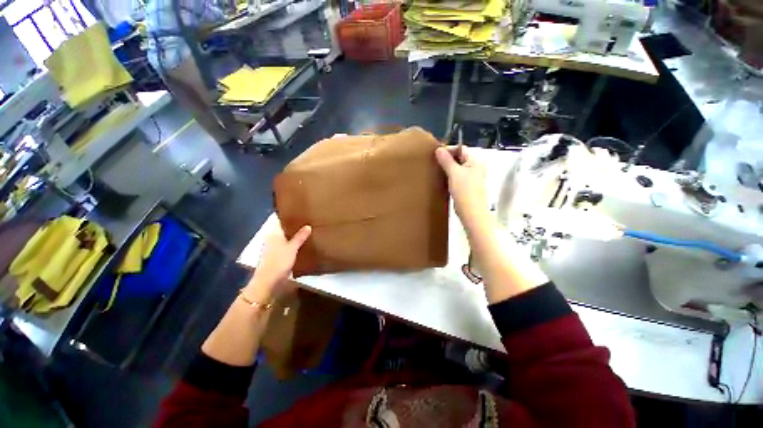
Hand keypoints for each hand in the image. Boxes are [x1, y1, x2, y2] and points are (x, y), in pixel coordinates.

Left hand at [245, 220, 311, 302]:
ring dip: (293, 235)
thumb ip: (300, 237)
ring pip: (285, 238)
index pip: (280, 221)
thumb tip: (308, 226)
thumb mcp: (291, 248)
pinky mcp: (277, 256)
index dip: (288, 216)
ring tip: (306, 231)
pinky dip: (293, 243)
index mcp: (273, 234)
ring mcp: (273, 248)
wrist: (268, 282)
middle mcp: (272, 239)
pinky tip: (301, 244)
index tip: (299, 212)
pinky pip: (286, 245)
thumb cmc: (278, 262)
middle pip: (283, 229)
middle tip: (307, 221)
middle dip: (293, 226)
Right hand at [435, 146, 488, 227]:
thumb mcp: (454, 173)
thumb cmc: (465, 191)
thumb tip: (438, 149)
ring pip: (458, 168)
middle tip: (434, 162)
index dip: (449, 149)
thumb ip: (446, 161)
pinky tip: (443, 180)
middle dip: (447, 159)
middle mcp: (475, 168)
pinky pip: (457, 177)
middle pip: (460, 158)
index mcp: (475, 161)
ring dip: (448, 168)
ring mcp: (472, 178)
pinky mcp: (467, 187)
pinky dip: (450, 176)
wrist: (472, 213)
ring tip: (437, 170)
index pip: (462, 149)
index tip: (436, 154)